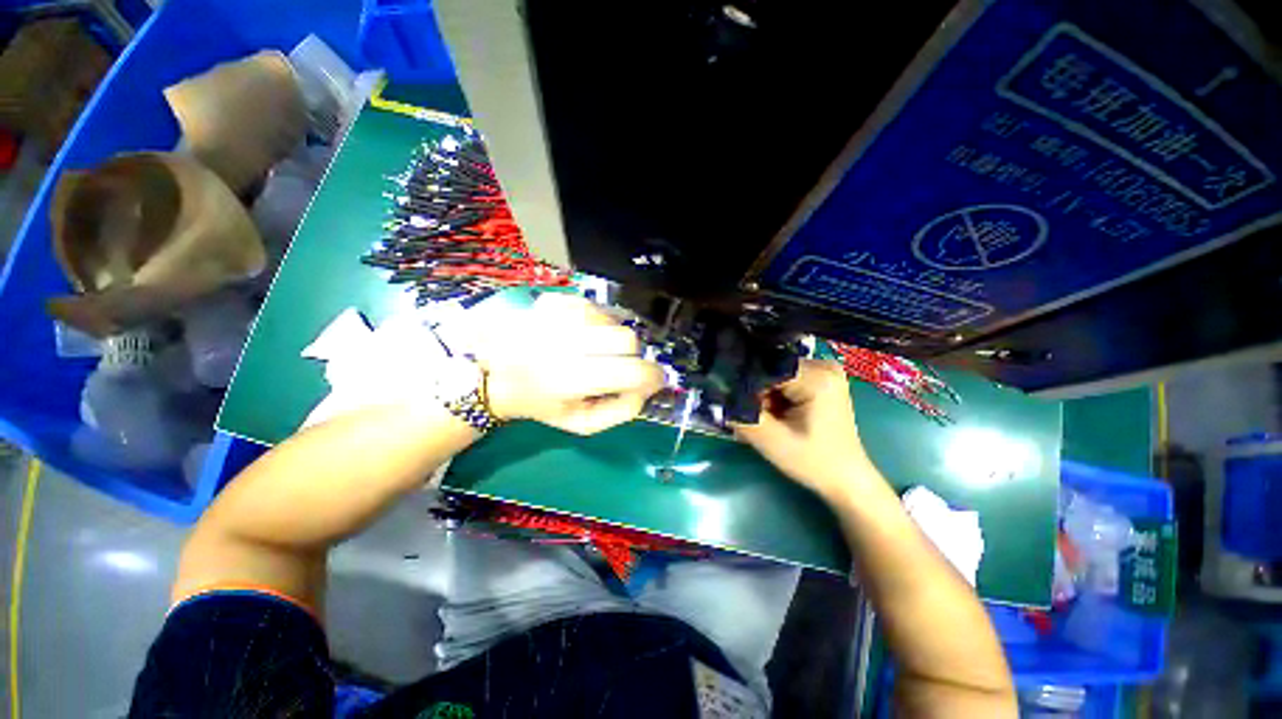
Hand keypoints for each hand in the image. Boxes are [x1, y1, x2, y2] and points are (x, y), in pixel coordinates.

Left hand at [480, 294, 665, 434]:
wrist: (495, 375)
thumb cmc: (542, 404)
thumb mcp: (582, 423)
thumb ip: (622, 410)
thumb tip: (648, 387)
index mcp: (570, 380)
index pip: (631, 371)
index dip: (653, 376)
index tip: (654, 380)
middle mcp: (565, 342)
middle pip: (627, 338)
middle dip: (632, 355)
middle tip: (620, 365)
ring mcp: (558, 316)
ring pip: (613, 320)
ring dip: (613, 338)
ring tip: (595, 350)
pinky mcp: (554, 300)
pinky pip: (595, 307)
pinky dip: (597, 322)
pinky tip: (581, 335)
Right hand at [732, 359, 876, 501]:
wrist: (846, 480)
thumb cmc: (813, 462)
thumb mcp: (771, 440)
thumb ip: (742, 416)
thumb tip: (717, 397)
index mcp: (817, 377)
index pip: (765, 368)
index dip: (746, 385)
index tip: (734, 405)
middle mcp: (824, 366)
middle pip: (771, 369)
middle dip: (755, 392)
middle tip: (751, 416)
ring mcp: (825, 372)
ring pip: (776, 375)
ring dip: (764, 395)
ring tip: (764, 419)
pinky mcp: (822, 381)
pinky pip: (786, 380)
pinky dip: (775, 397)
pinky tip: (775, 415)